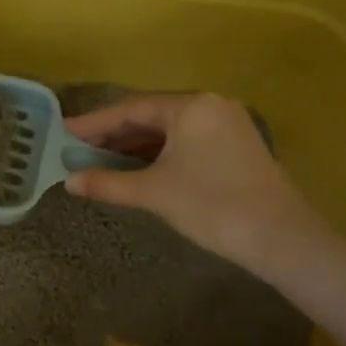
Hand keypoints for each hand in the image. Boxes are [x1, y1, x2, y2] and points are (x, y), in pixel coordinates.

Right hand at [63, 93, 331, 278]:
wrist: (282, 240)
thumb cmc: (212, 206)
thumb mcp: (153, 193)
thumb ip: (107, 182)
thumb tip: (69, 182)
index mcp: (191, 106)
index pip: (130, 108)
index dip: (93, 123)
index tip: (64, 132)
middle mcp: (210, 106)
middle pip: (149, 115)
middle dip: (112, 134)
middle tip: (78, 147)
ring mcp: (227, 125)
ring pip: (168, 129)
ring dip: (134, 144)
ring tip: (100, 159)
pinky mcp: (236, 147)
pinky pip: (185, 140)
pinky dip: (158, 152)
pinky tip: (137, 167)